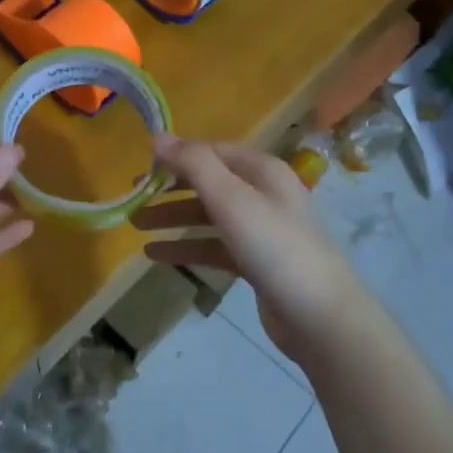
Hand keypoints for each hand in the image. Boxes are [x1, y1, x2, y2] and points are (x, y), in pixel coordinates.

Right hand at [131, 136, 378, 362]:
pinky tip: (156, 255)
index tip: (140, 167)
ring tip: (135, 225)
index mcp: (262, 170)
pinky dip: (186, 247)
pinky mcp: (256, 263)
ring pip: (208, 216)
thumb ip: (194, 164)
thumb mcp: (232, 199)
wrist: (320, 316)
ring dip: (173, 218)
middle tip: (132, 196)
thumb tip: (158, 136)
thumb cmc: (275, 247)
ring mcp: (261, 230)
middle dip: (170, 188)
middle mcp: (263, 194)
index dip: (176, 156)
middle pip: (208, 182)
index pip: (211, 151)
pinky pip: (213, 246)